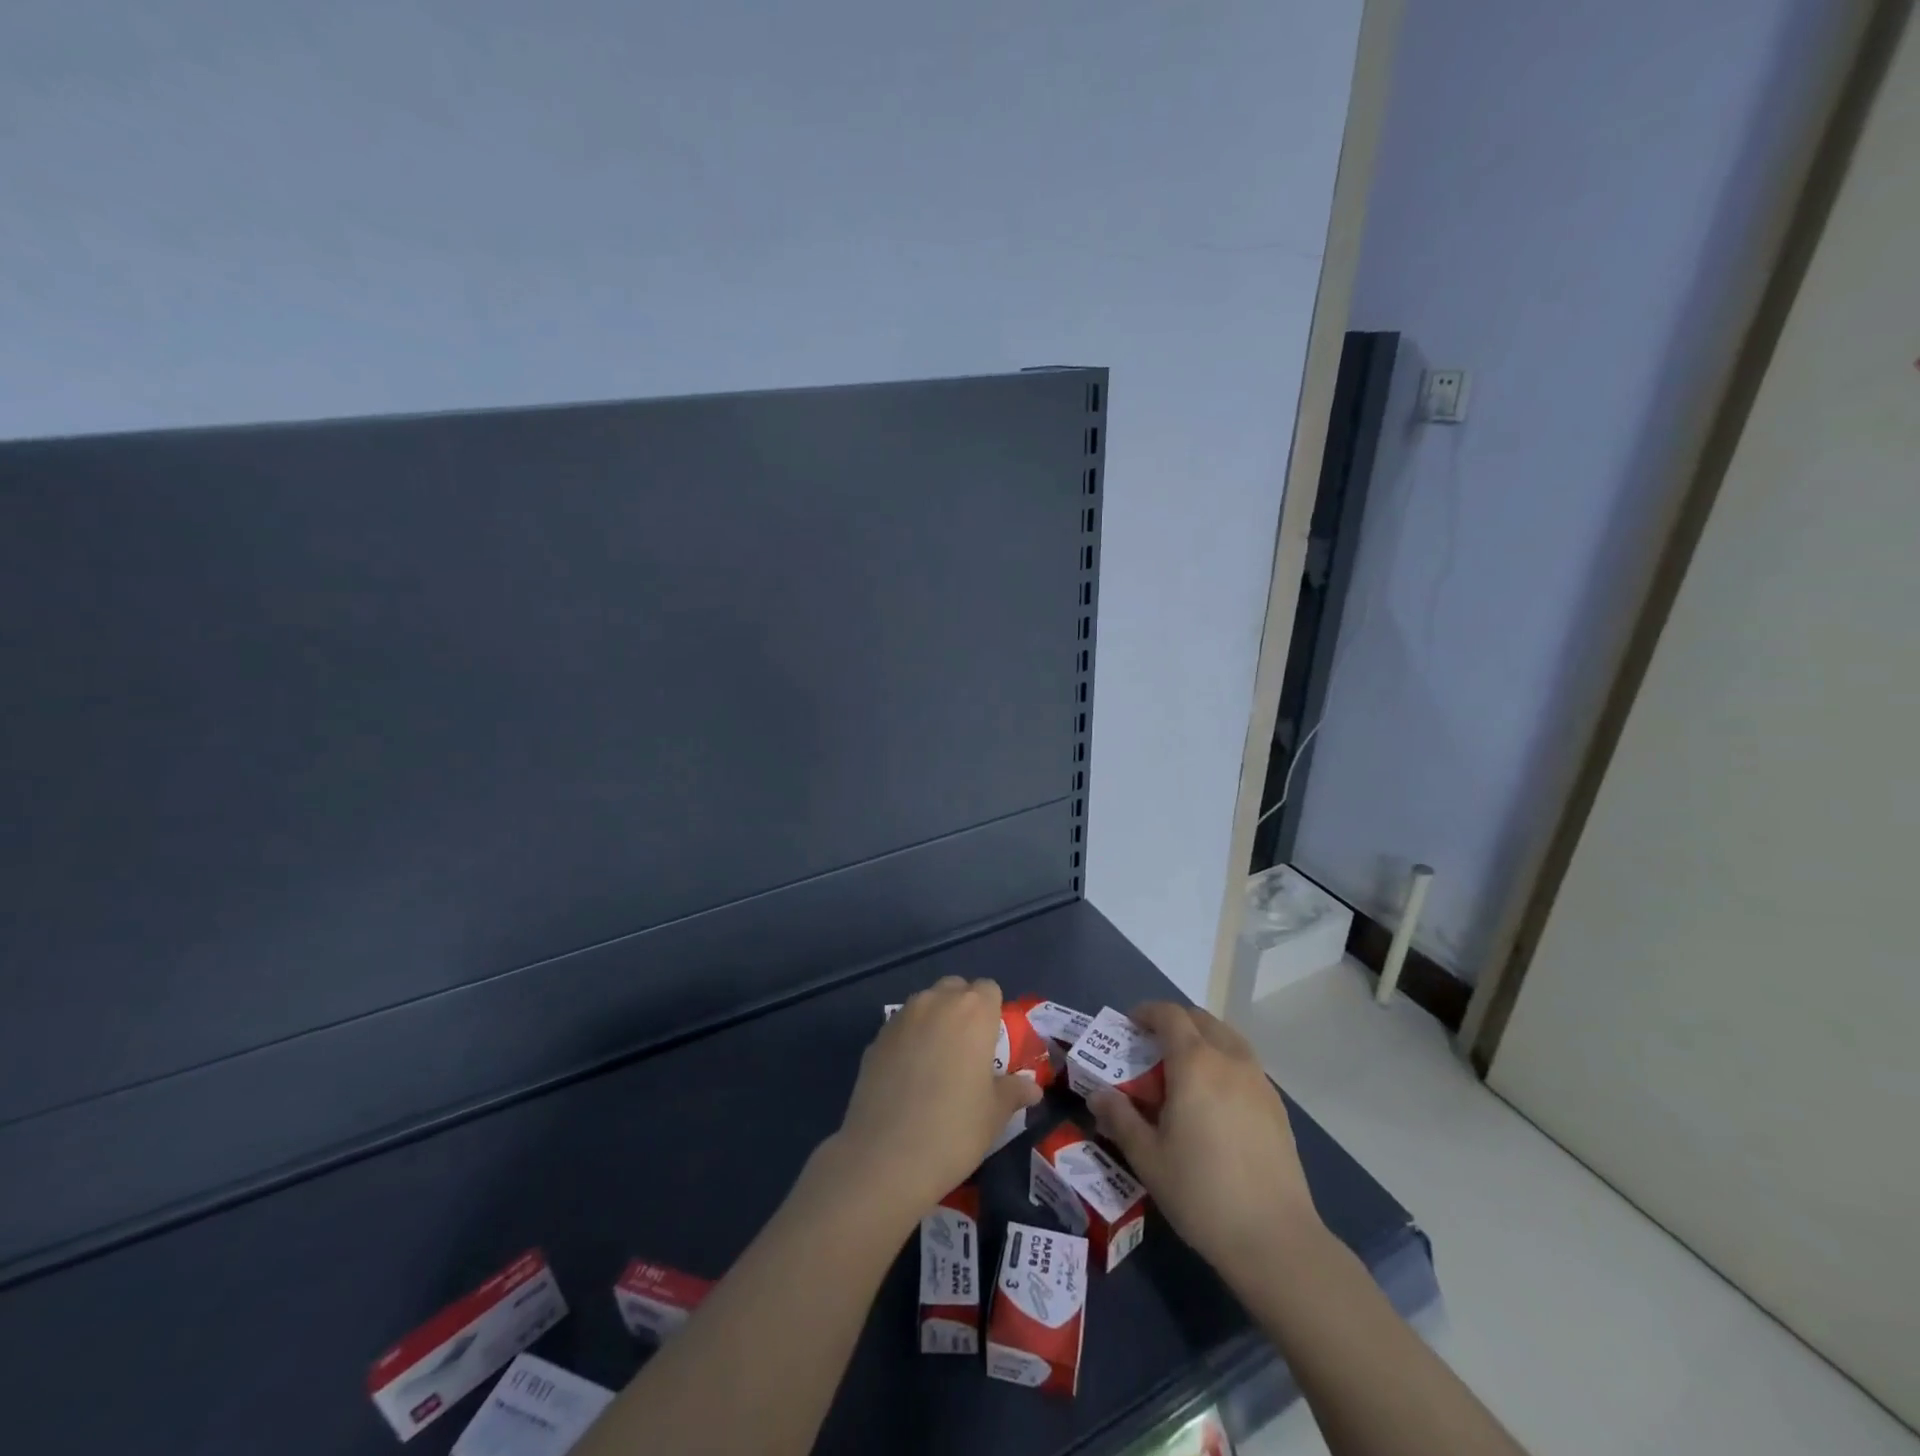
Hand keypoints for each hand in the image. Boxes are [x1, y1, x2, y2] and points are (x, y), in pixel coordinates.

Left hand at [826, 977, 1041, 1228]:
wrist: (885, 1157)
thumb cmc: (954, 1130)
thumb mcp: (995, 1114)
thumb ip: (1014, 1091)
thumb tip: (1032, 1087)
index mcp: (973, 1011)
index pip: (989, 989)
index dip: (992, 1011)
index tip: (992, 1043)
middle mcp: (936, 1002)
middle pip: (955, 988)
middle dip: (963, 1009)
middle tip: (967, 1050)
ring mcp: (901, 1017)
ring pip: (925, 1004)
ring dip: (935, 1021)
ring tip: (936, 1063)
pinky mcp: (875, 1038)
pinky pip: (901, 1027)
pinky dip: (909, 1040)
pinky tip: (908, 1077)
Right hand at [1088, 1002, 1322, 1286]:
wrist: (1275, 1239)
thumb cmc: (1201, 1193)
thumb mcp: (1147, 1158)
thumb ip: (1120, 1118)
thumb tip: (1098, 1096)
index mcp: (1194, 1063)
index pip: (1169, 1015)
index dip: (1147, 1012)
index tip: (1130, 1025)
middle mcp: (1229, 1060)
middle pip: (1201, 1019)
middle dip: (1174, 1022)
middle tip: (1153, 1047)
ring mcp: (1259, 1081)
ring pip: (1227, 1038)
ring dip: (1202, 1039)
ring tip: (1184, 1070)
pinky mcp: (1277, 1106)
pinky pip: (1245, 1064)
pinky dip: (1224, 1062)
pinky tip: (1215, 1100)